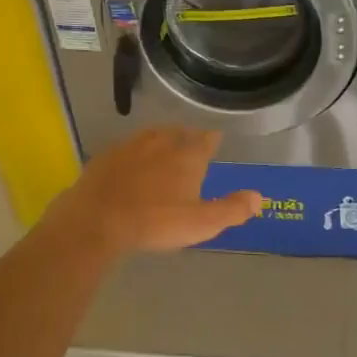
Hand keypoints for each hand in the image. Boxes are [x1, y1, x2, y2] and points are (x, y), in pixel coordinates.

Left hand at [53, 128, 263, 254]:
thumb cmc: (155, 222)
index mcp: (187, 157)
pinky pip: (126, 148)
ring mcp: (130, 148)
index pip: (206, 140)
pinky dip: (134, 152)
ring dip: (160, 139)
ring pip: (151, 136)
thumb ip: (232, 209)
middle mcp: (160, 144)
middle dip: (186, 136)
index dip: (212, 140)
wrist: (97, 220)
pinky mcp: (105, 158)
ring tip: (164, 145)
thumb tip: (260, 197)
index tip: (215, 138)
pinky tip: (130, 162)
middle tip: (190, 141)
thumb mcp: (201, 223)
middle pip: (178, 133)